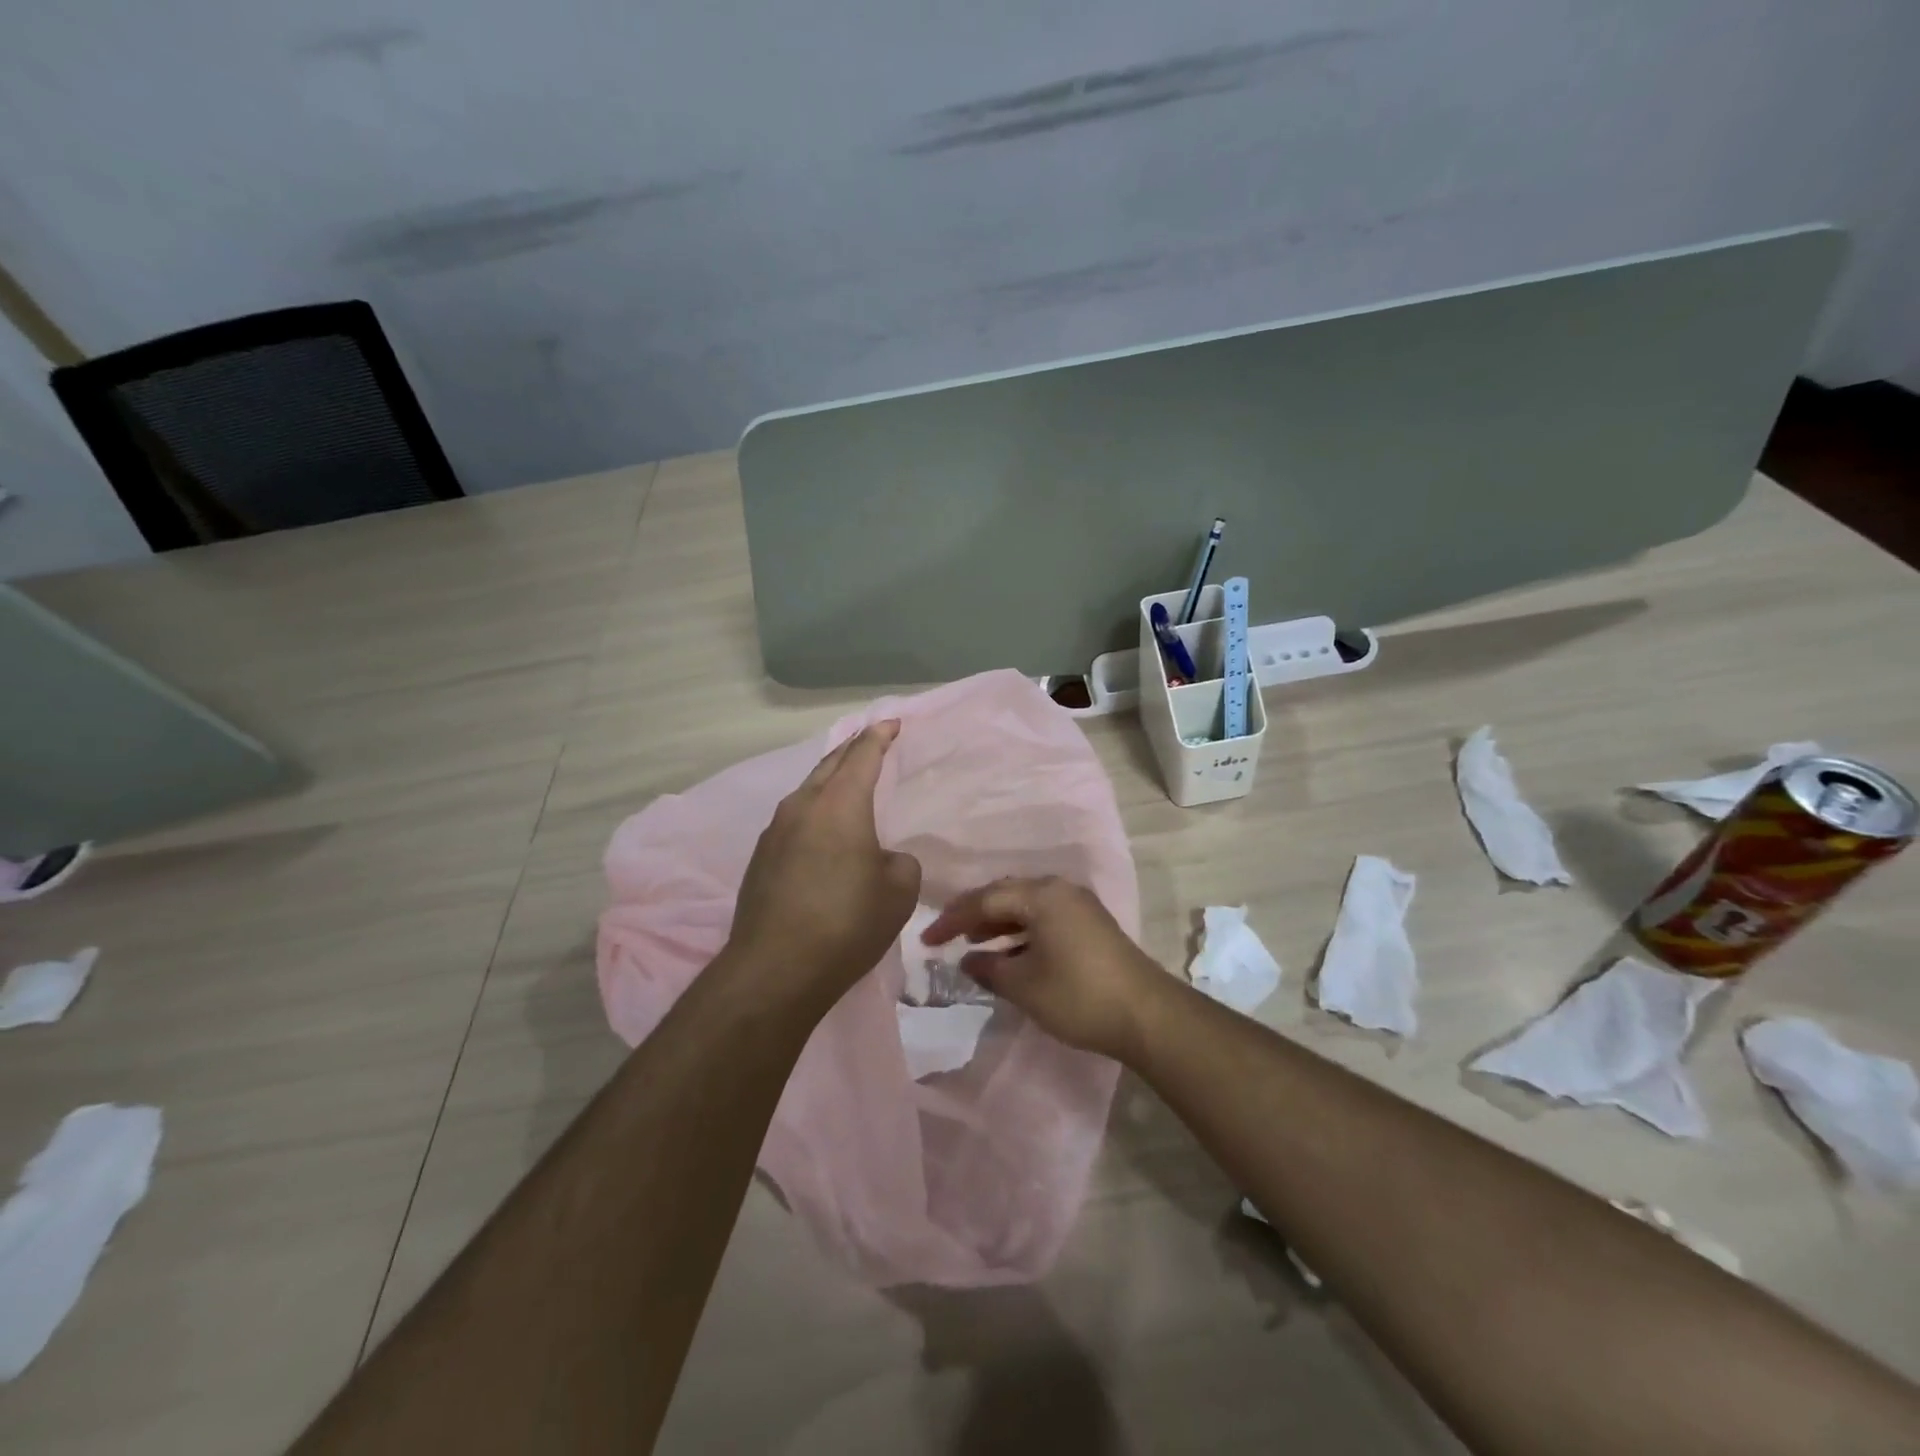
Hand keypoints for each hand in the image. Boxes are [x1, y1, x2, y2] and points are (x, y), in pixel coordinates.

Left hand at [728, 721, 922, 1004]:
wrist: (775, 969)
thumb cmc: (847, 923)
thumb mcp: (898, 891)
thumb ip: (899, 862)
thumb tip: (881, 858)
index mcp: (840, 804)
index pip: (862, 755)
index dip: (879, 736)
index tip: (891, 722)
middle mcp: (802, 806)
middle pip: (829, 765)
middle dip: (852, 750)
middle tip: (871, 741)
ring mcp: (775, 831)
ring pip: (808, 792)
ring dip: (830, 782)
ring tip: (848, 784)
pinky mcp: (761, 858)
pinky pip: (794, 819)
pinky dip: (814, 813)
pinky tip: (823, 832)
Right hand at [922, 876, 1167, 1062]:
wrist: (1146, 1015)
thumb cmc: (1077, 995)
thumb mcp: (1024, 985)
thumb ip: (989, 968)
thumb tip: (968, 960)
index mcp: (1042, 895)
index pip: (985, 899)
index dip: (953, 919)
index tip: (927, 939)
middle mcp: (1060, 890)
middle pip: (1006, 894)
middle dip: (975, 914)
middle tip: (948, 935)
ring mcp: (1079, 905)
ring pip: (1027, 906)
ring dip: (998, 922)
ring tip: (974, 943)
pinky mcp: (1090, 924)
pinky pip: (1044, 917)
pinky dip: (1021, 931)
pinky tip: (1010, 952)